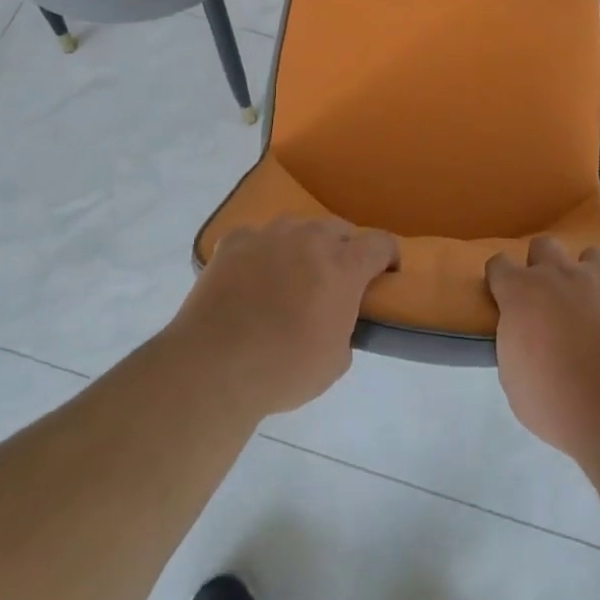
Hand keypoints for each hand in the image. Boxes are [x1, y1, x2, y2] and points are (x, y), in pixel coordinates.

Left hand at [173, 215, 397, 417]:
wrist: (213, 367)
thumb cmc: (284, 369)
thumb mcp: (336, 360)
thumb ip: (346, 325)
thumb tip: (335, 315)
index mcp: (344, 265)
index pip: (381, 243)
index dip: (387, 258)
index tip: (384, 276)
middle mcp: (310, 237)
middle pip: (339, 230)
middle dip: (344, 251)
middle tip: (334, 283)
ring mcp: (269, 234)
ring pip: (298, 229)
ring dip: (303, 248)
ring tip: (289, 279)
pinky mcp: (234, 240)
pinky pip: (258, 239)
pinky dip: (262, 254)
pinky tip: (251, 280)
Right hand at [487, 236, 599, 462]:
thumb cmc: (558, 404)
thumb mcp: (515, 380)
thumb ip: (515, 344)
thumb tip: (524, 335)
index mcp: (522, 292)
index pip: (499, 264)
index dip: (500, 280)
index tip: (505, 299)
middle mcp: (560, 273)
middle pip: (544, 246)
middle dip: (544, 266)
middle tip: (551, 301)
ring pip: (592, 255)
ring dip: (590, 276)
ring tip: (596, 306)